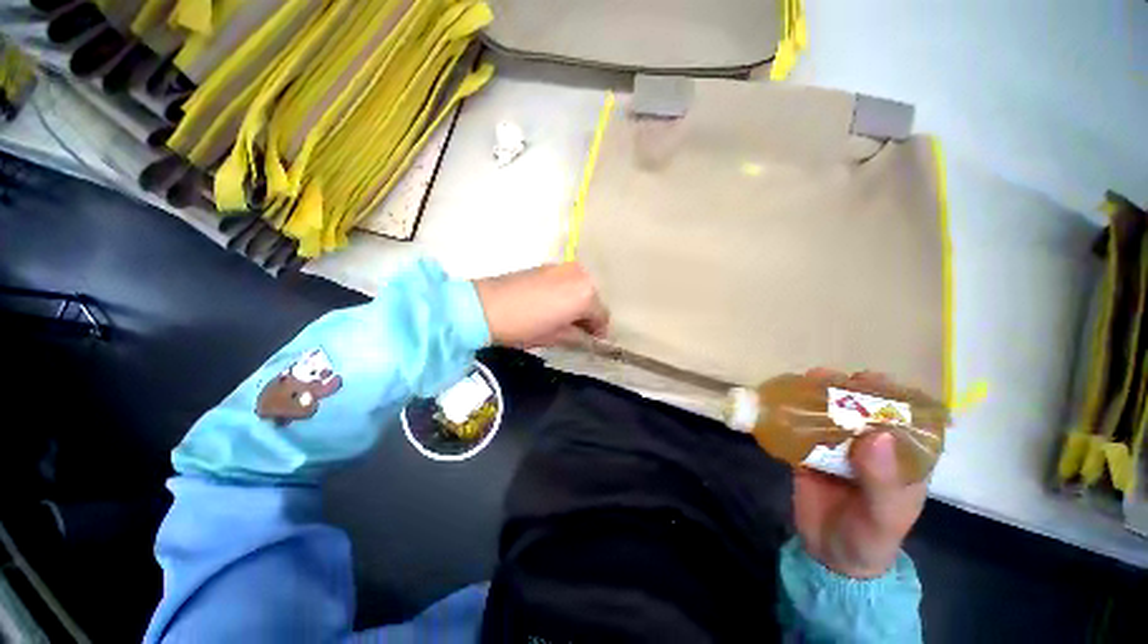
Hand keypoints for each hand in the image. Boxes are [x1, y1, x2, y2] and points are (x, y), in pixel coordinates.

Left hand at [473, 262, 609, 347]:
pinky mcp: (548, 265)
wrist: (487, 306)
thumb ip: (578, 337)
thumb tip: (588, 338)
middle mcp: (580, 275)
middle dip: (588, 316)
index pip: (602, 315)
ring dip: (577, 303)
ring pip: (580, 288)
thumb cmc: (525, 326)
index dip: (598, 332)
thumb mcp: (556, 337)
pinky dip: (566, 293)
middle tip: (576, 331)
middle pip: (593, 299)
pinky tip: (551, 304)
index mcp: (586, 295)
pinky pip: (567, 281)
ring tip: (562, 318)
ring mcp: (563, 267)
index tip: (591, 342)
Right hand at [792, 369, 929, 578]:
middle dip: (847, 389)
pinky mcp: (810, 451)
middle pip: (863, 409)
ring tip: (805, 381)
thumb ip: (882, 481)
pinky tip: (783, 400)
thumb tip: (876, 435)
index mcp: (902, 459)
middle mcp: (871, 447)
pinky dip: (793, 413)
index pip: (905, 418)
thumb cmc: (869, 539)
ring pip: (831, 414)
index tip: (868, 379)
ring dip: (818, 395)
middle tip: (828, 377)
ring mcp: (838, 448)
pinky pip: (802, 427)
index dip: (891, 394)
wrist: (828, 555)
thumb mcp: (883, 517)